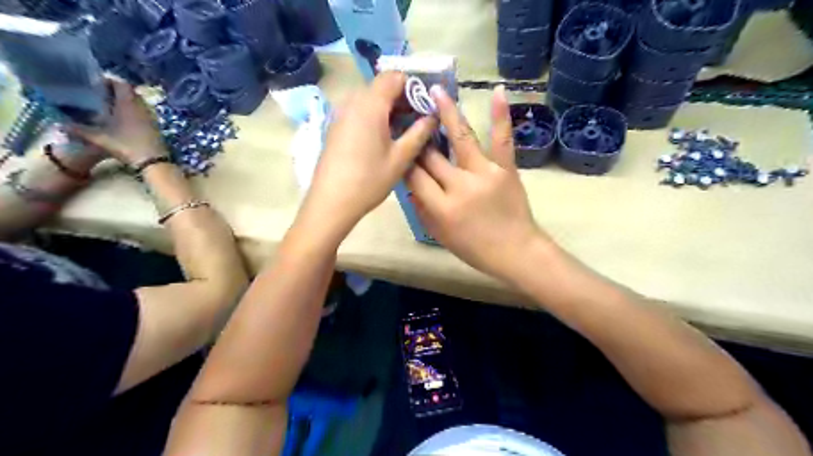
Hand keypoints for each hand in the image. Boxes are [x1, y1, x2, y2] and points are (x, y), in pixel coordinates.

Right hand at [74, 81, 167, 166]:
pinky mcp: (155, 126)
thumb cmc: (127, 146)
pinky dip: (132, 111)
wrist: (154, 162)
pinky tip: (122, 118)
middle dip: (115, 90)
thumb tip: (58, 124)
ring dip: (124, 101)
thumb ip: (79, 130)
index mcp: (128, 104)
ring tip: (107, 105)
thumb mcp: (100, 138)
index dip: (109, 80)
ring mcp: (151, 117)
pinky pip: (143, 112)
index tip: (94, 82)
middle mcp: (142, 107)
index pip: (121, 83)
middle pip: (130, 92)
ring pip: (137, 102)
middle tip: (98, 93)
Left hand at [301, 72, 437, 234]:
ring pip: (369, 99)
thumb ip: (419, 133)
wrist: (331, 202)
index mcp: (370, 105)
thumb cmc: (369, 180)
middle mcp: (352, 102)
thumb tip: (432, 117)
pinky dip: (374, 116)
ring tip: (404, 130)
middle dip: (402, 97)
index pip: (394, 76)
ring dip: (389, 108)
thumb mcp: (400, 158)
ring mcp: (340, 114)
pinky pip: (359, 111)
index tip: (426, 103)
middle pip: (380, 86)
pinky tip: (383, 138)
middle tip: (419, 118)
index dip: (413, 85)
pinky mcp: (335, 127)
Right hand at [405, 85, 545, 280]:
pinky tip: (497, 91)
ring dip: (447, 113)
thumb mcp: (440, 235)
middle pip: (432, 156)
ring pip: (462, 138)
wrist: (516, 251)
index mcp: (442, 207)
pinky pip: (502, 139)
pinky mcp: (506, 168)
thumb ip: (421, 209)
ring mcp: (485, 173)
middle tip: (410, 121)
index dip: (405, 161)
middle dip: (419, 139)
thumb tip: (410, 185)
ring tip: (437, 92)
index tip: (398, 148)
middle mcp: (460, 186)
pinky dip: (501, 115)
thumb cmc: (475, 249)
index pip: (414, 176)